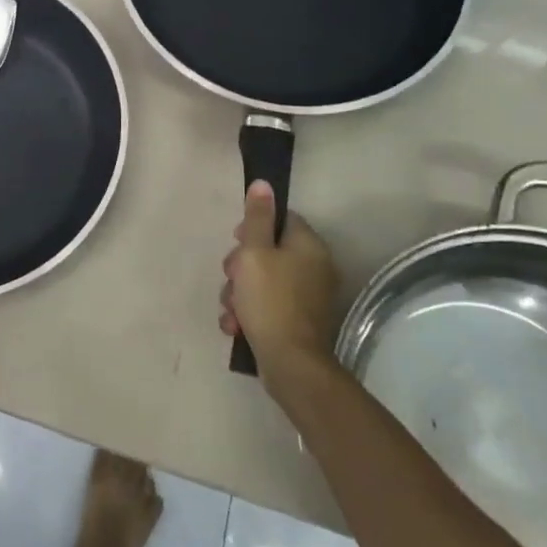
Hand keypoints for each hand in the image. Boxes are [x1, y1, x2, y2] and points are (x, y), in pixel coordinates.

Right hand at [219, 180, 343, 387]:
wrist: (290, 363)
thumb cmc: (270, 300)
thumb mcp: (255, 252)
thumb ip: (257, 218)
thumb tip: (263, 183)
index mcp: (309, 246)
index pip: (282, 219)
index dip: (253, 227)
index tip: (236, 241)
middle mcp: (315, 267)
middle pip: (268, 251)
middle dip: (241, 266)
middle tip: (231, 278)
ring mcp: (309, 297)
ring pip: (263, 281)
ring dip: (240, 293)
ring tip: (231, 309)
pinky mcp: (299, 321)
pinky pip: (269, 305)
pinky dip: (250, 312)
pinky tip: (236, 325)